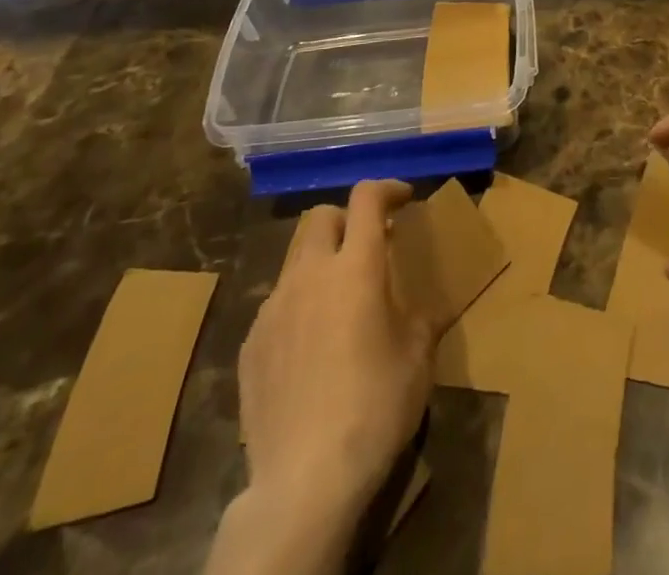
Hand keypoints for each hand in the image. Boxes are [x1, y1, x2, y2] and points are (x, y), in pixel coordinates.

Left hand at [239, 180, 432, 520]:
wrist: (304, 480)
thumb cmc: (375, 407)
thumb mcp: (418, 357)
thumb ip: (416, 316)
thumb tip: (411, 308)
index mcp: (356, 267)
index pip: (366, 198)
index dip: (387, 188)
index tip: (403, 198)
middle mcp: (310, 275)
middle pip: (321, 217)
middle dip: (347, 220)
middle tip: (369, 246)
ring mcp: (273, 309)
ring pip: (295, 260)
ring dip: (321, 263)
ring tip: (339, 302)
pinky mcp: (250, 345)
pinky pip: (277, 305)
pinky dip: (299, 306)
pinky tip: (311, 348)